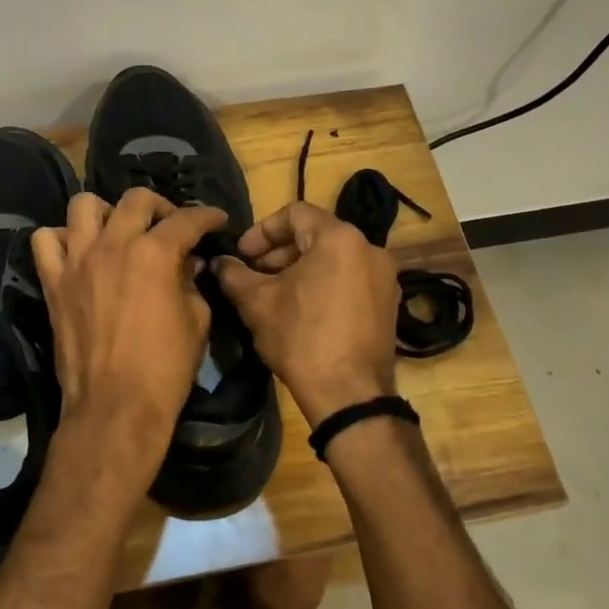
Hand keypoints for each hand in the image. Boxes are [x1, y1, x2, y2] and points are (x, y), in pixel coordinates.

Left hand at [32, 189, 227, 493]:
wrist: (115, 408)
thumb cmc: (165, 368)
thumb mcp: (197, 321)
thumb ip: (193, 283)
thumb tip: (190, 264)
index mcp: (155, 254)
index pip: (186, 220)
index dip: (207, 216)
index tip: (217, 221)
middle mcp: (113, 245)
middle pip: (136, 200)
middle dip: (160, 206)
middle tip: (170, 226)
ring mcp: (77, 261)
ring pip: (84, 205)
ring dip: (107, 212)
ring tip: (119, 231)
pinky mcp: (53, 282)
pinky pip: (45, 240)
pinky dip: (62, 238)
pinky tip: (79, 252)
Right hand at [213, 202, 400, 424]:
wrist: (350, 395)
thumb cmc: (301, 339)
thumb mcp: (257, 303)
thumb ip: (234, 274)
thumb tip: (220, 262)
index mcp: (339, 238)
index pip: (295, 213)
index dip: (262, 230)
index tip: (242, 254)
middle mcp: (370, 248)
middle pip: (316, 234)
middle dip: (280, 252)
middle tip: (253, 275)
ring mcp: (385, 277)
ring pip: (334, 258)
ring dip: (300, 269)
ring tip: (274, 294)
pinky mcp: (389, 304)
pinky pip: (351, 279)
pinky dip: (324, 284)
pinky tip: (302, 311)